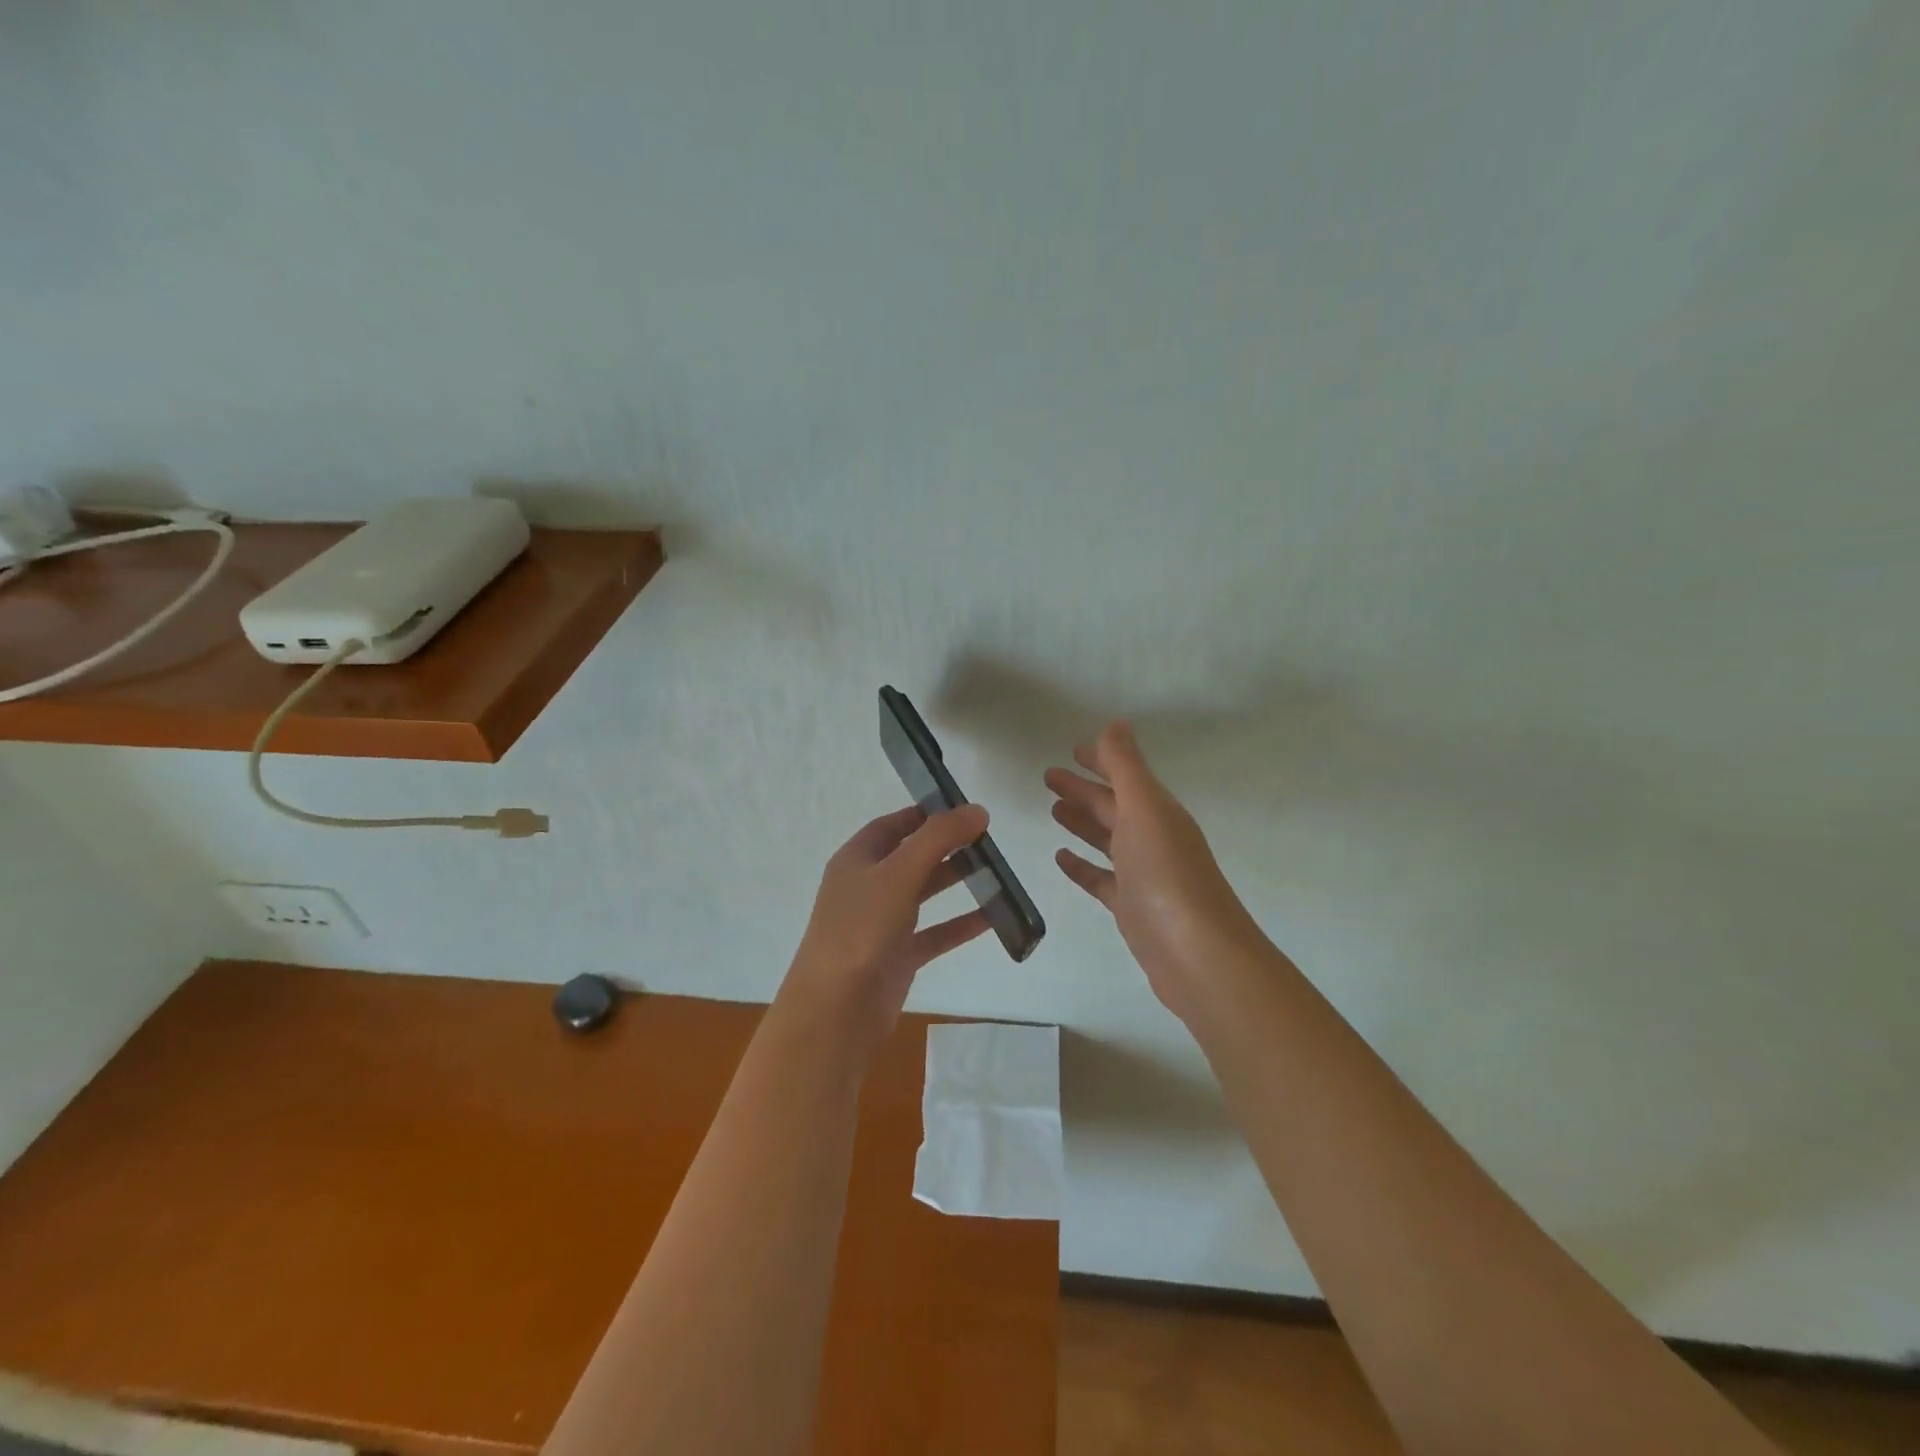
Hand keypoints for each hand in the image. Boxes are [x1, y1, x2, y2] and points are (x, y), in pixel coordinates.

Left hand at [784, 804, 992, 1052]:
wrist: (835, 1011)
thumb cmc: (860, 929)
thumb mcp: (898, 874)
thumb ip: (938, 838)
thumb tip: (977, 809)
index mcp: (857, 859)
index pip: (893, 825)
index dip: (925, 814)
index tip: (964, 809)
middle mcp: (867, 887)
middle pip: (912, 857)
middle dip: (947, 846)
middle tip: (989, 839)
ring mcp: (882, 923)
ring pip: (924, 893)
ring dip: (956, 881)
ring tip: (997, 871)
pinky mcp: (898, 956)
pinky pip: (935, 933)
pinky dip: (960, 924)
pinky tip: (993, 918)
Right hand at [1046, 723, 1266, 1022]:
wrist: (1197, 955)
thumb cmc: (1167, 875)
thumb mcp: (1144, 810)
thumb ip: (1126, 767)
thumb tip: (1115, 723)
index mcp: (1158, 811)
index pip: (1125, 776)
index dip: (1102, 760)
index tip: (1073, 749)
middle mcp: (1152, 837)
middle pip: (1113, 805)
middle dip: (1083, 788)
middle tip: (1048, 776)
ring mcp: (1142, 874)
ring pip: (1106, 838)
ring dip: (1082, 821)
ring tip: (1053, 808)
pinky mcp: (1130, 907)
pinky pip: (1101, 877)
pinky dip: (1082, 865)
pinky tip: (1060, 856)